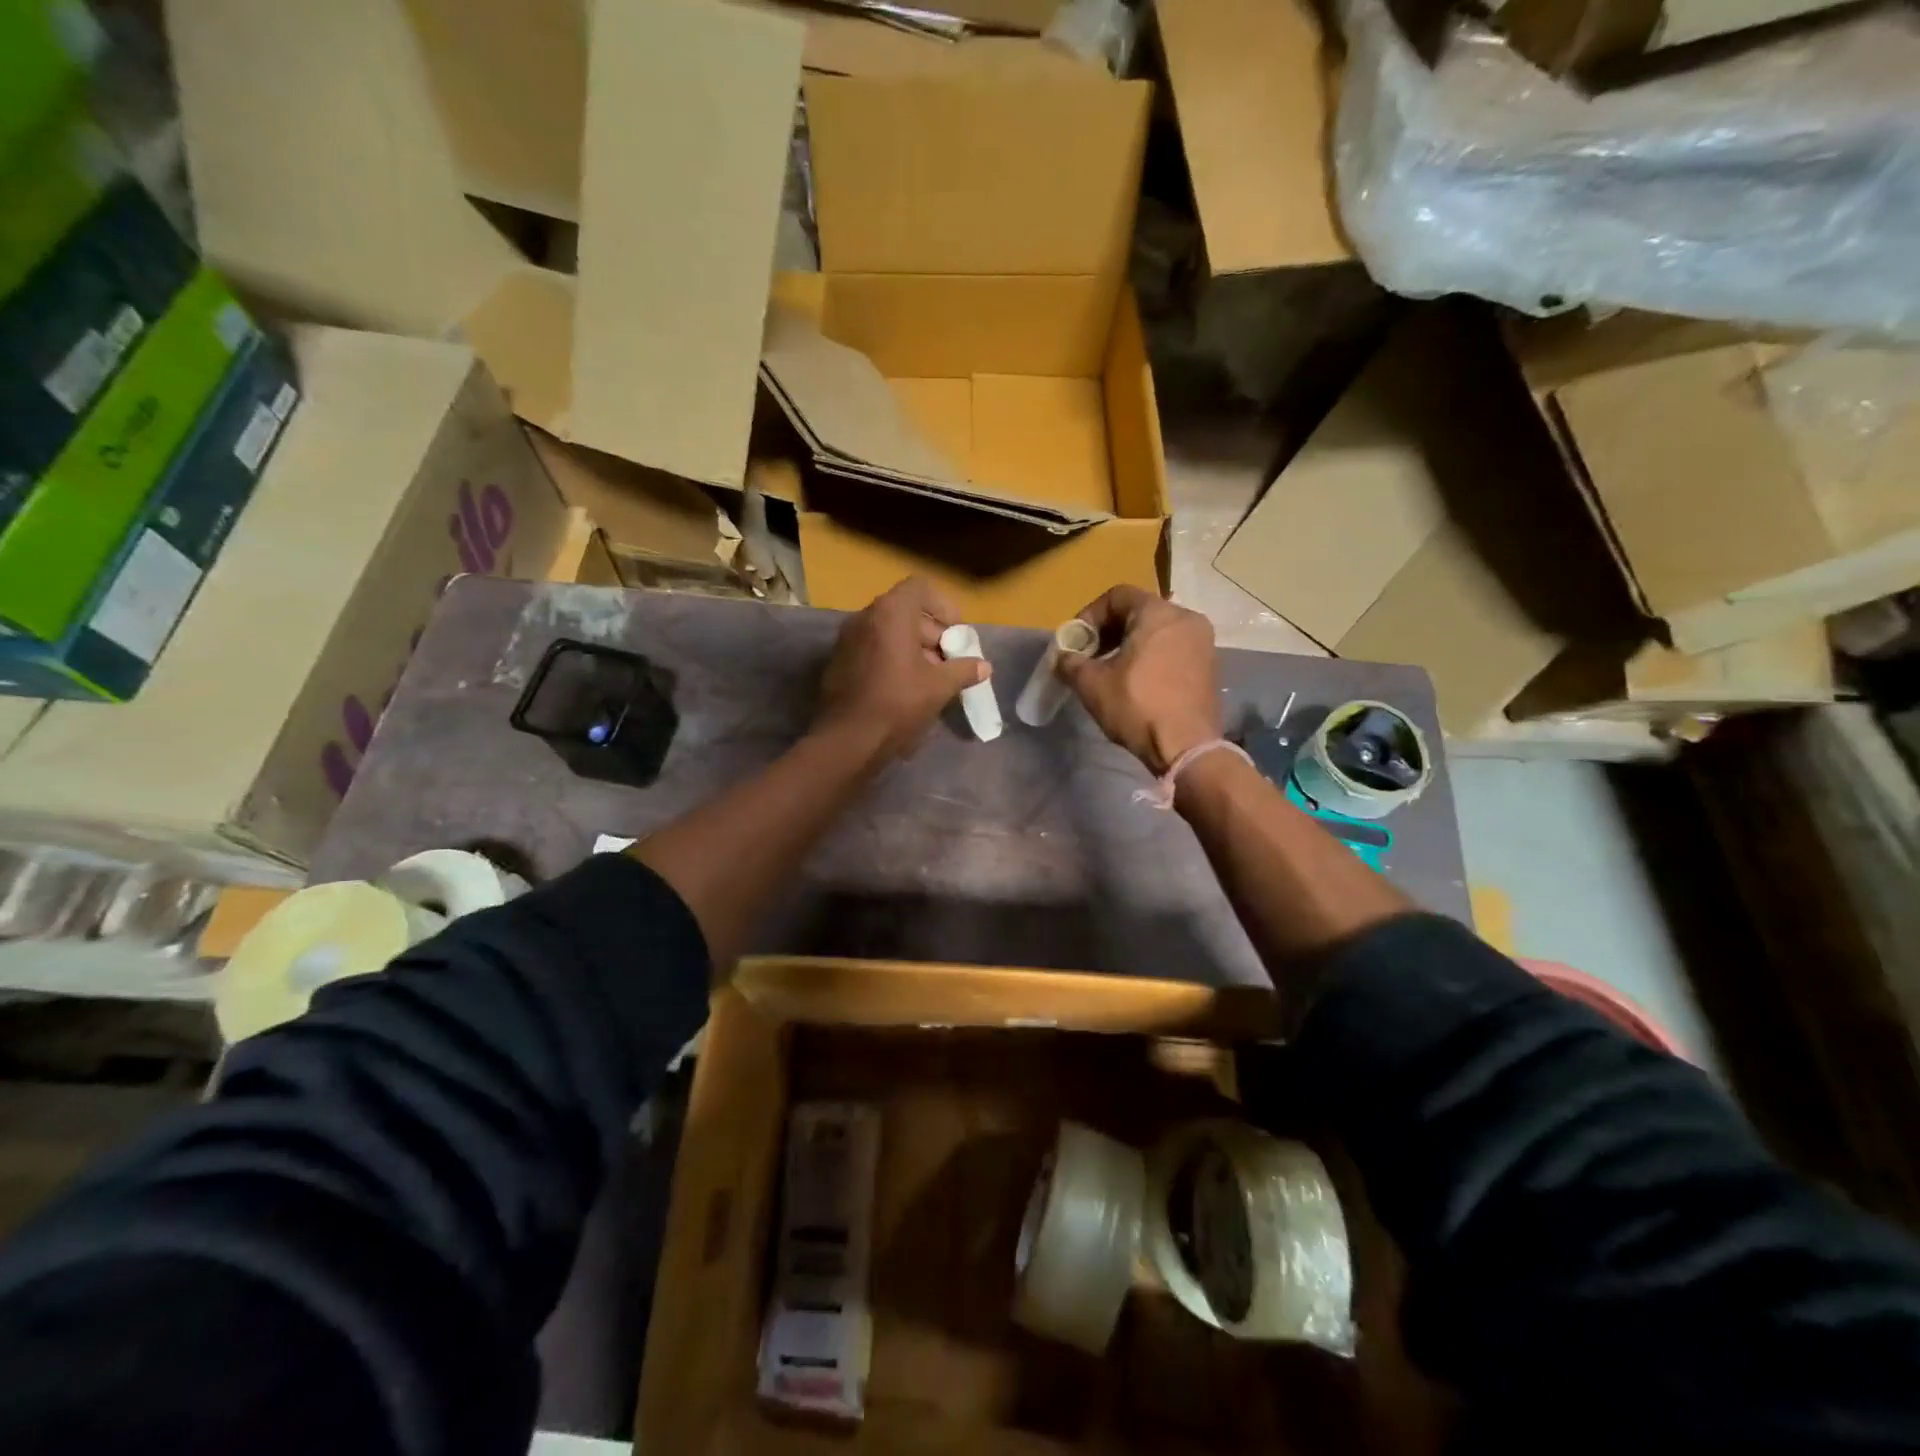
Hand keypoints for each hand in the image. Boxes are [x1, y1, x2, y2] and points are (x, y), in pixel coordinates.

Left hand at [815, 576, 988, 760]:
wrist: (847, 740)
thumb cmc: (898, 704)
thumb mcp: (939, 687)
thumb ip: (963, 671)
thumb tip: (984, 666)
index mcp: (890, 613)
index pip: (920, 588)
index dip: (943, 606)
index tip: (956, 633)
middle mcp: (865, 617)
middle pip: (905, 610)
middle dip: (932, 633)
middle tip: (949, 660)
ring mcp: (848, 639)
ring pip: (888, 631)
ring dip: (914, 647)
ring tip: (932, 677)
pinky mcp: (839, 661)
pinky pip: (872, 648)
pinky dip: (892, 658)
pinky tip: (906, 688)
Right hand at [1061, 585, 1219, 775]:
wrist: (1187, 748)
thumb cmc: (1138, 707)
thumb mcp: (1092, 684)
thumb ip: (1071, 663)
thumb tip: (1063, 658)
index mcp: (1158, 613)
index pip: (1117, 596)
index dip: (1089, 615)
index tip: (1076, 642)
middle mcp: (1186, 618)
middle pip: (1138, 611)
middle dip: (1108, 631)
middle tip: (1089, 656)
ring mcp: (1202, 642)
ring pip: (1157, 631)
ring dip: (1129, 645)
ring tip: (1110, 671)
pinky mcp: (1209, 666)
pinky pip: (1173, 648)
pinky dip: (1151, 657)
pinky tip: (1136, 682)